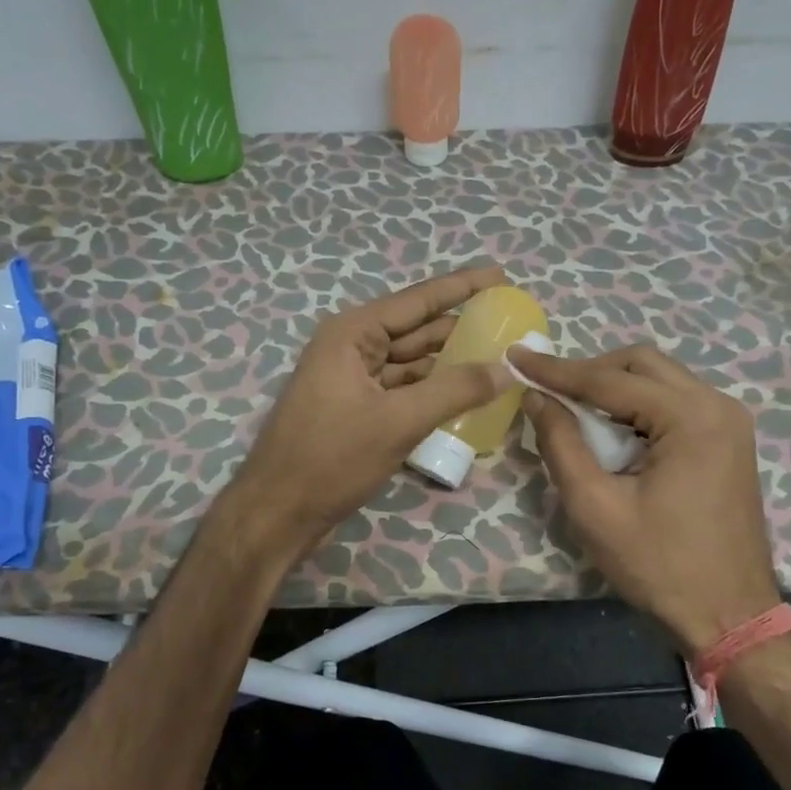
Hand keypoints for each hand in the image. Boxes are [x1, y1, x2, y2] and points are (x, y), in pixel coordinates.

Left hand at [218, 264, 514, 567]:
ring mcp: (354, 381)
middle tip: (512, 326)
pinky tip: (469, 394)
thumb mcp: (398, 421)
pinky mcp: (359, 411)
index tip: (501, 276)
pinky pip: (405, 390)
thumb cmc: (330, 459)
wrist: (278, 513)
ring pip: (413, 363)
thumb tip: (508, 367)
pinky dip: (434, 391)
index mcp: (352, 334)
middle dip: (462, 328)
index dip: (462, 287)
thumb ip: (456, 390)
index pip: (418, 300)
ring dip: (451, 363)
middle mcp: (352, 348)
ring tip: (501, 358)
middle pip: (417, 330)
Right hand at [512, 345, 780, 652]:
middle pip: (641, 364)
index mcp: (692, 417)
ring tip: (571, 408)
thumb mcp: (595, 506)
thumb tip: (536, 397)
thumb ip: (561, 443)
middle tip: (547, 390)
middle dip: (588, 371)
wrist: (729, 617)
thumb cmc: (659, 566)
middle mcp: (718, 405)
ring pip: (659, 378)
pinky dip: (636, 406)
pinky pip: (674, 402)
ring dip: (613, 387)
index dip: (556, 369)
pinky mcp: (728, 440)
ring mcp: (729, 422)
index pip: (610, 379)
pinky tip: (611, 430)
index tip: (515, 357)